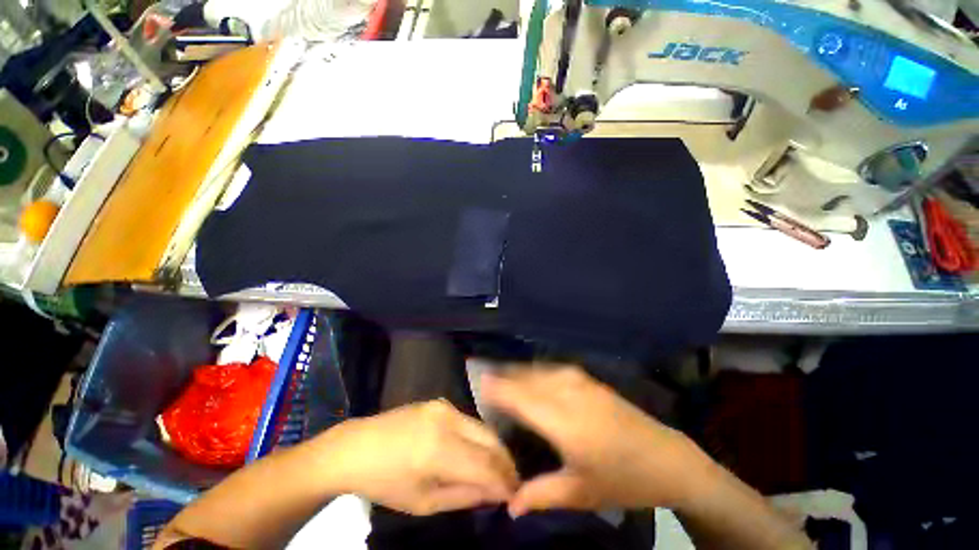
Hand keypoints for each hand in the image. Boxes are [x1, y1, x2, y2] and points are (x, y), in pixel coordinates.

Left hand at [318, 400, 518, 514]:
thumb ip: (464, 496)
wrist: (356, 447)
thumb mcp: (424, 502)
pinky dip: (479, 437)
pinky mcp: (440, 402)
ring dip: (494, 448)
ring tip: (497, 469)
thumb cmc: (385, 482)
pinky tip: (477, 451)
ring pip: (482, 427)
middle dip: (505, 462)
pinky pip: (468, 421)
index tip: (515, 493)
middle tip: (512, 480)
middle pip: (490, 439)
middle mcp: (446, 421)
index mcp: (438, 451)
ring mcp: (444, 407)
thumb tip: (495, 492)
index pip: (485, 465)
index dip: (504, 481)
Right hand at [482, 365, 715, 516]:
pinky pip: (554, 369)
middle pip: (529, 379)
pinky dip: (537, 370)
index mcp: (565, 423)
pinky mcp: (590, 380)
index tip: (481, 381)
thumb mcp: (581, 493)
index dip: (500, 387)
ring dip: (520, 371)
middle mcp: (570, 395)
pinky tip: (533, 376)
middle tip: (487, 378)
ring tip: (504, 376)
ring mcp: (582, 384)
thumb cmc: (623, 480)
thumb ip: (541, 495)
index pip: (523, 398)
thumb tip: (508, 503)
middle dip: (506, 376)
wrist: (667, 459)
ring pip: (541, 370)